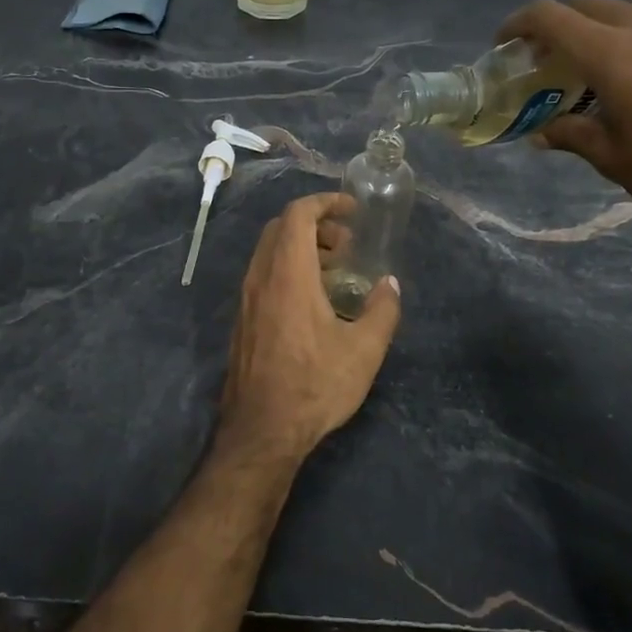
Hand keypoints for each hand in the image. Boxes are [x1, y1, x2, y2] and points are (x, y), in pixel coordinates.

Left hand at [218, 194, 400, 464]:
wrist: (261, 429)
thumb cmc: (315, 385)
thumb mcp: (364, 350)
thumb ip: (382, 310)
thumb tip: (389, 285)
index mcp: (288, 274)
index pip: (298, 214)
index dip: (325, 202)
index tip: (352, 209)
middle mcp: (260, 277)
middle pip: (281, 228)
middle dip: (316, 224)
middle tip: (347, 244)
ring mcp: (246, 299)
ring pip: (269, 252)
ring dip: (301, 248)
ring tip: (335, 271)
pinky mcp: (242, 319)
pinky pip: (263, 274)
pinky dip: (288, 269)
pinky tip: (313, 300)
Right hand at [498, 0, 631, 235]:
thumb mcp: (613, 159)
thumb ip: (572, 135)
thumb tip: (543, 133)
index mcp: (613, 56)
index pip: (552, 17)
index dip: (520, 24)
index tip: (505, 44)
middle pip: (588, 5)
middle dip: (559, 25)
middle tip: (546, 61)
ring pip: (627, 13)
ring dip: (599, 32)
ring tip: (596, 72)